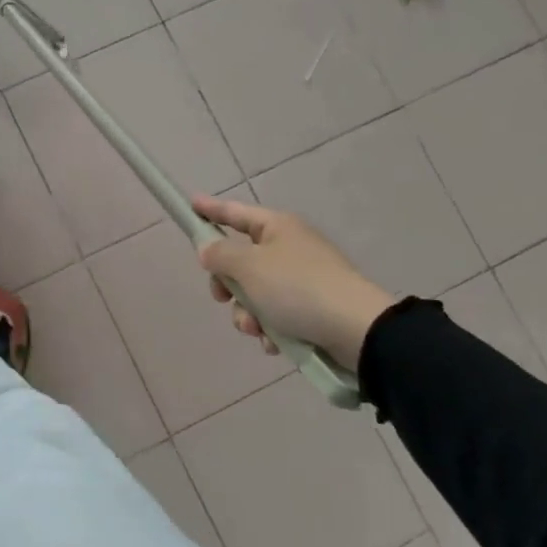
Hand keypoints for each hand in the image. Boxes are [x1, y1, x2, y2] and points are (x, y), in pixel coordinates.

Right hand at [192, 196, 396, 365]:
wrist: (355, 330)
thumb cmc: (297, 288)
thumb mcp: (249, 267)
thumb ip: (220, 255)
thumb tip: (208, 248)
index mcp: (278, 228)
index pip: (236, 213)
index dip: (212, 209)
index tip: (191, 204)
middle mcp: (290, 249)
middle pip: (241, 261)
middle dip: (228, 285)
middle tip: (222, 297)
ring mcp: (302, 280)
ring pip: (255, 294)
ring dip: (247, 314)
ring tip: (256, 329)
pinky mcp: (311, 309)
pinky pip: (276, 316)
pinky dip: (270, 329)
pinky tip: (274, 343)